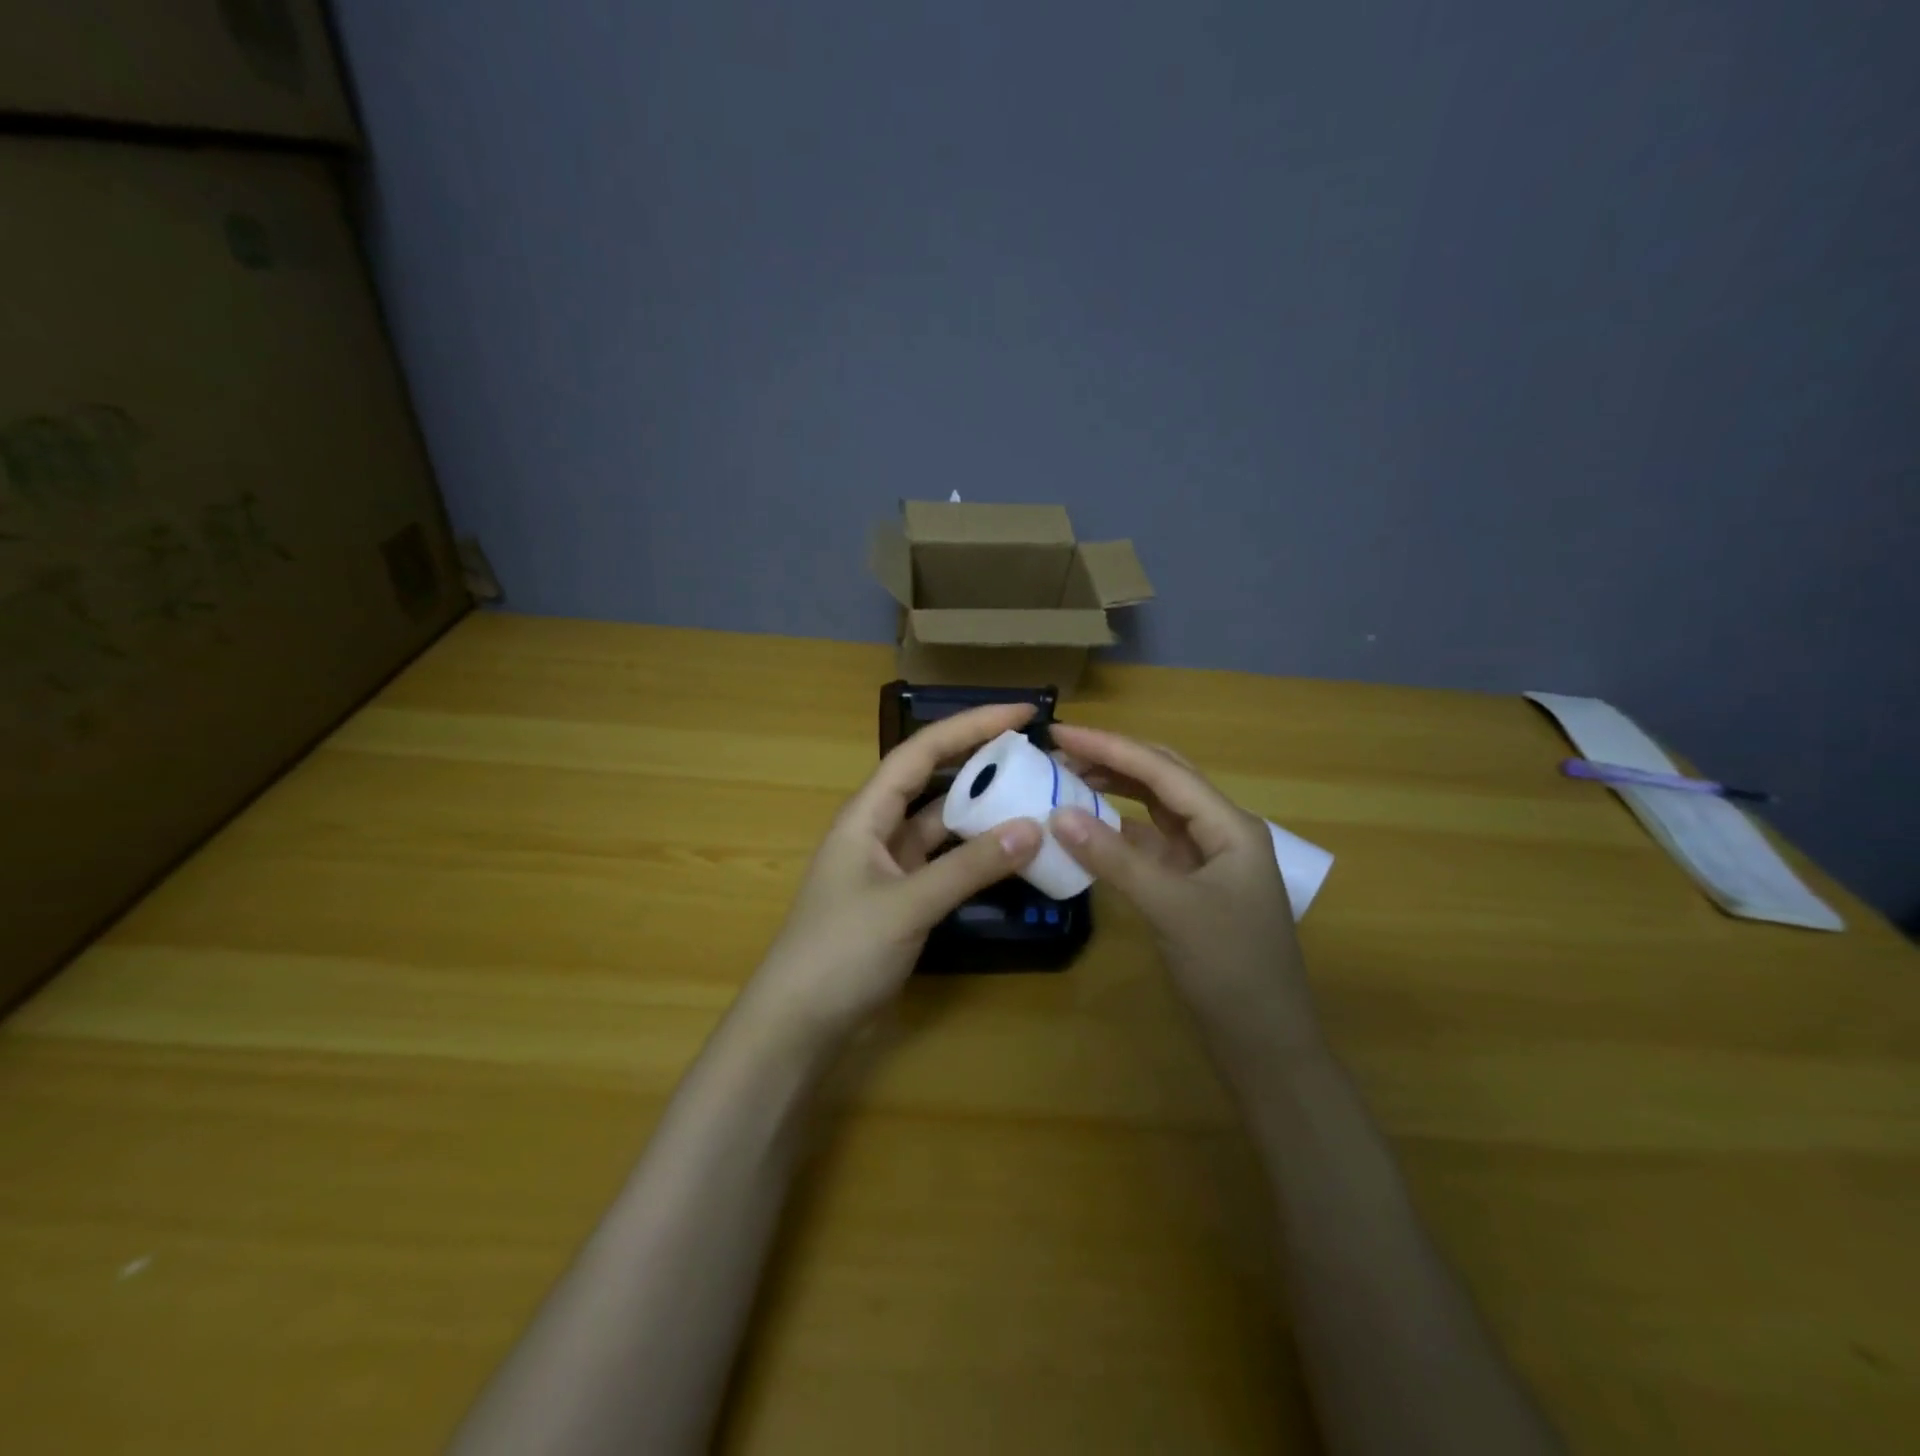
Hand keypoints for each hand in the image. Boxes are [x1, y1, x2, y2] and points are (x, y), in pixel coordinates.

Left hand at [747, 703, 1043, 1040]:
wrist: (799, 1022)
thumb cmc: (841, 951)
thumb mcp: (908, 904)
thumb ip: (970, 867)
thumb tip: (1033, 827)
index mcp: (867, 813)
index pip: (922, 751)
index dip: (970, 725)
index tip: (1021, 713)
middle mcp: (878, 829)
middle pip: (934, 780)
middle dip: (980, 761)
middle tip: (1036, 754)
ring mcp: (890, 865)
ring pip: (942, 824)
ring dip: (982, 810)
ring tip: (1033, 796)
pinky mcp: (901, 897)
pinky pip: (945, 861)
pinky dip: (976, 854)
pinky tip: (1011, 853)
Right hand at [1046, 725, 1321, 1052]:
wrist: (1265, 1042)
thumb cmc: (1231, 970)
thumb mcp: (1171, 909)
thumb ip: (1115, 859)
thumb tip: (1057, 814)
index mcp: (1230, 826)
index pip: (1162, 771)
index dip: (1110, 747)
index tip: (1061, 731)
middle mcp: (1220, 832)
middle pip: (1163, 779)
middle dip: (1113, 759)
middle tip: (1060, 750)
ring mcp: (1206, 860)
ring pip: (1155, 809)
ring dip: (1115, 789)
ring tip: (1068, 777)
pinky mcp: (1190, 885)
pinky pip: (1150, 843)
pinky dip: (1118, 830)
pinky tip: (1089, 827)